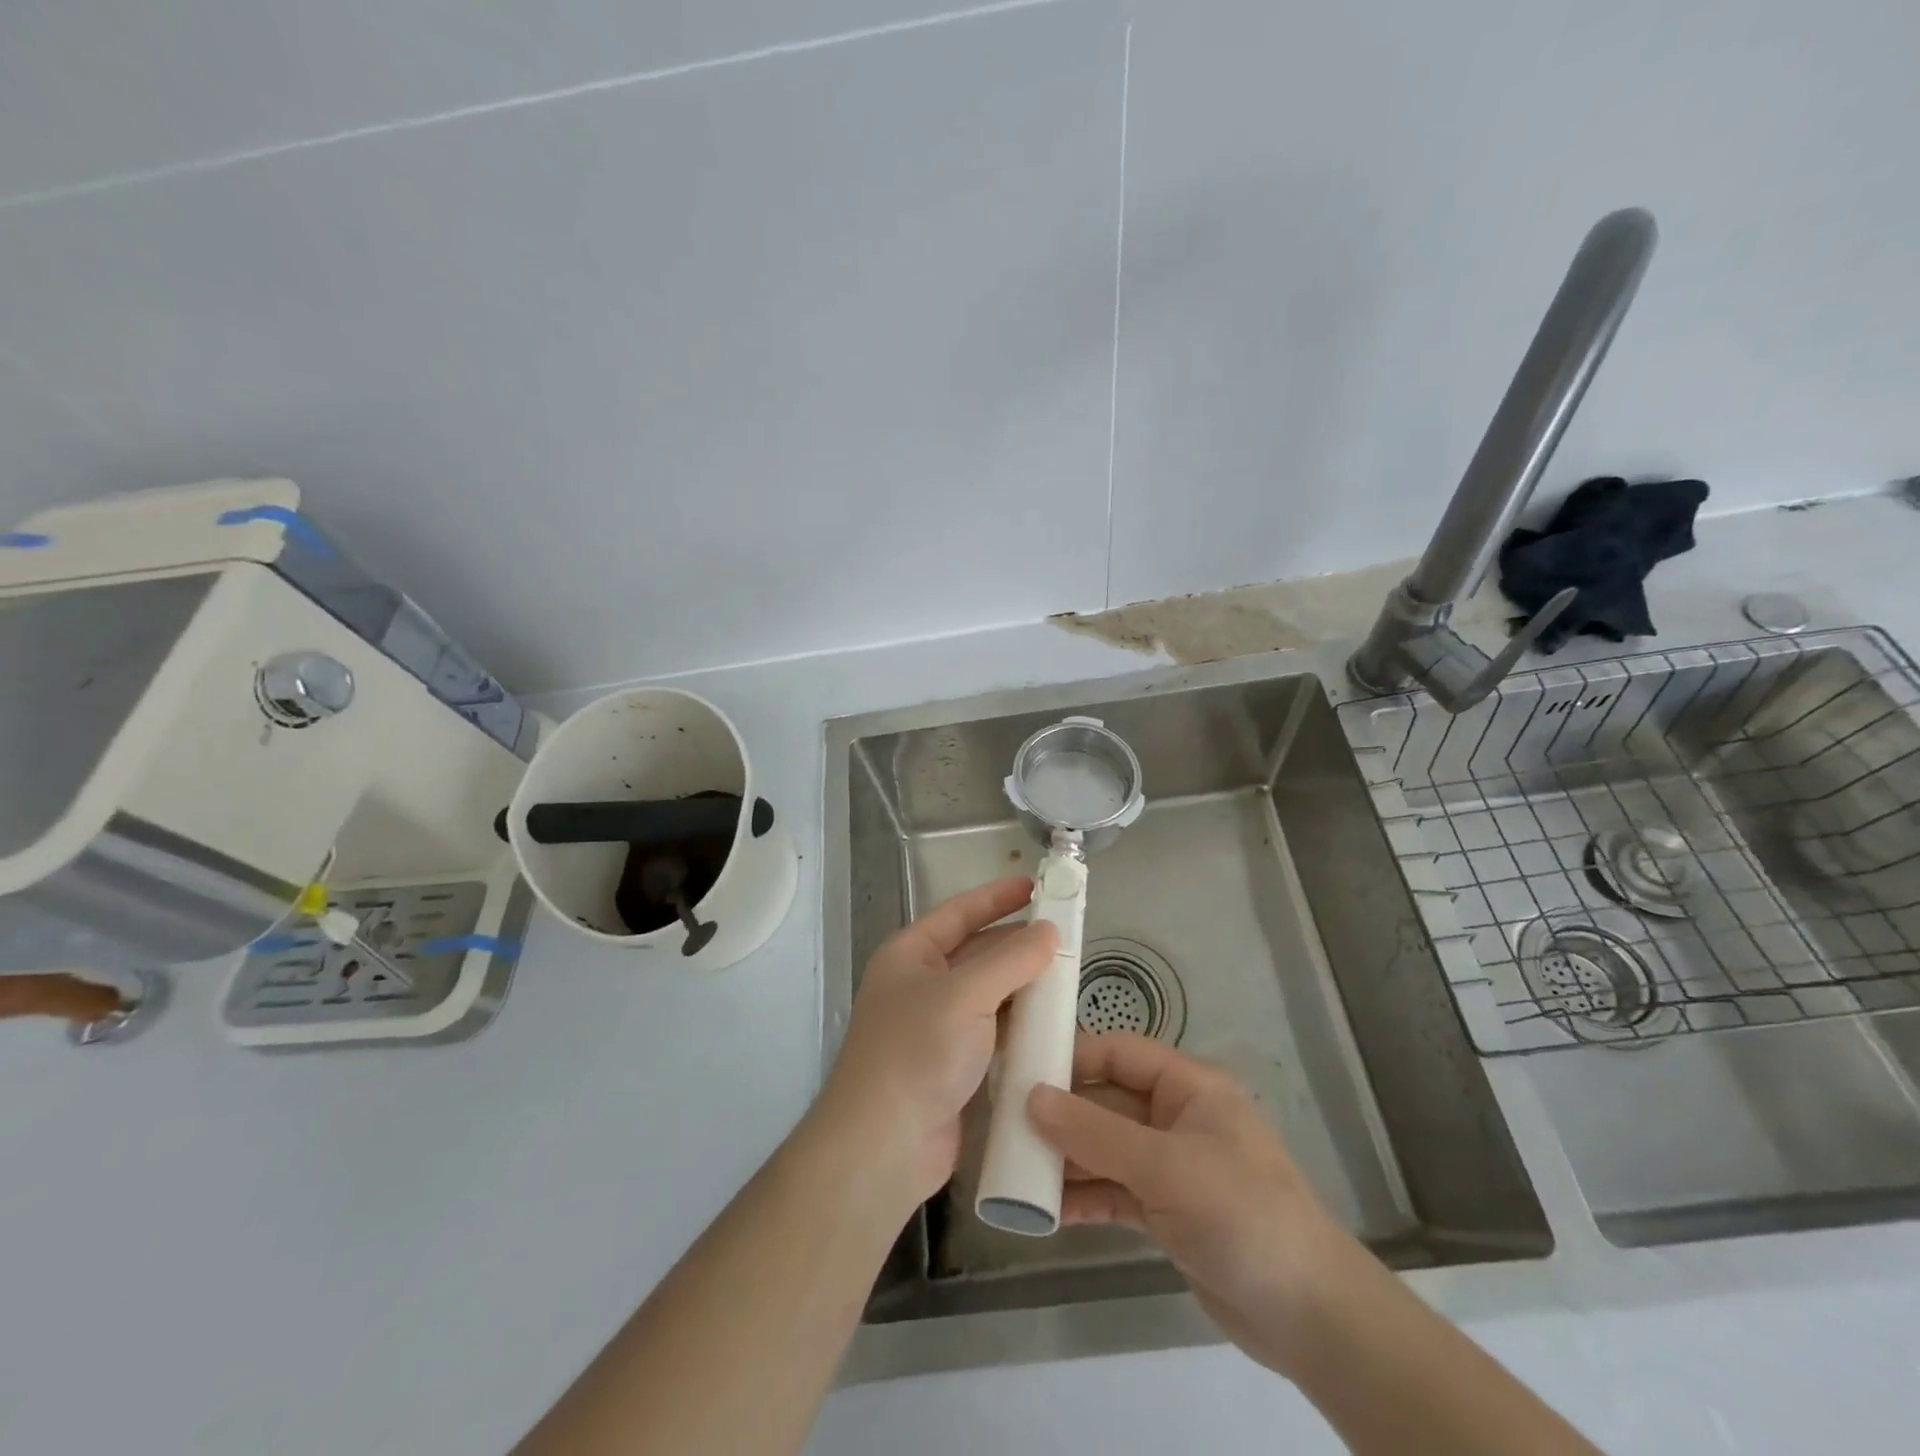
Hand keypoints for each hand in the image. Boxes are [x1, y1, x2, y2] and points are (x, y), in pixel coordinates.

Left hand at [813, 876, 1056, 1214]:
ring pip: (989, 995)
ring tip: (1068, 977)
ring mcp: (936, 1027)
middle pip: (977, 953)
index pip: (959, 912)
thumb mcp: (965, 994)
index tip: (1036, 886)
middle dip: (1017, 945)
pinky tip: (1052, 1025)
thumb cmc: (917, 1052)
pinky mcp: (953, 1066)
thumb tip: (1048, 930)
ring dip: (1023, 987)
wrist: (883, 1146)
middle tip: (1065, 937)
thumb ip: (1011, 960)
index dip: (997, 897)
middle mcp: (921, 984)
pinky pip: (993, 1033)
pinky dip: (1019, 1026)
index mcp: (910, 954)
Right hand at [1027, 1031, 1360, 1372]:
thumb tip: (1031, 1097)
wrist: (1310, 1316)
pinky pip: (1115, 1191)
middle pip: (1107, 1103)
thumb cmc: (1241, 1213)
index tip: (1022, 1070)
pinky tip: (1047, 1211)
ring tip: (1016, 1172)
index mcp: (1188, 1087)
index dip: (1073, 1057)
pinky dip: (1085, 1197)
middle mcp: (1177, 1118)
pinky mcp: (1167, 1211)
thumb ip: (1095, 1132)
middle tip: (1007, 1127)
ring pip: (1106, 1149)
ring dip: (1067, 1160)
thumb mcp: (1164, 1166)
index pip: (1120, 1053)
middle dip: (1061, 1115)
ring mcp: (1172, 1166)